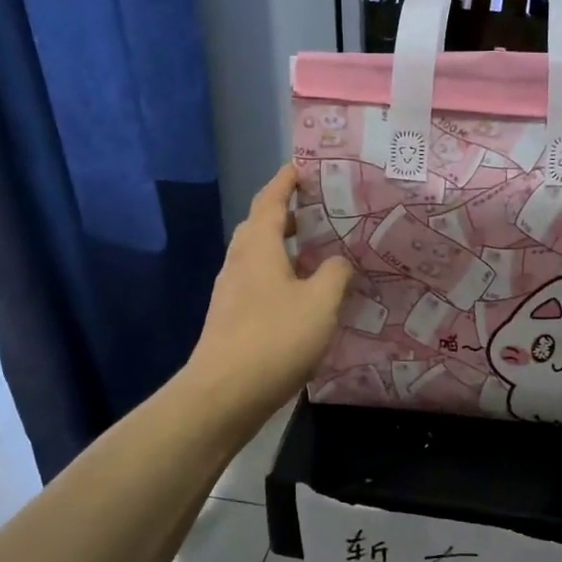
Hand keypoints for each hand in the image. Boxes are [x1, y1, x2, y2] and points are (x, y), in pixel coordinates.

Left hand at [186, 165, 351, 423]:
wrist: (224, 394)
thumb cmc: (275, 338)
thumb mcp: (320, 303)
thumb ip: (335, 274)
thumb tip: (338, 260)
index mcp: (259, 247)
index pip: (270, 199)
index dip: (286, 181)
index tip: (304, 167)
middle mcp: (239, 261)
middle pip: (260, 226)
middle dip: (287, 214)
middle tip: (319, 212)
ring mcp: (230, 291)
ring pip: (258, 256)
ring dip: (283, 247)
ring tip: (317, 253)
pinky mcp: (231, 318)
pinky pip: (258, 282)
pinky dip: (280, 276)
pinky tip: (301, 296)